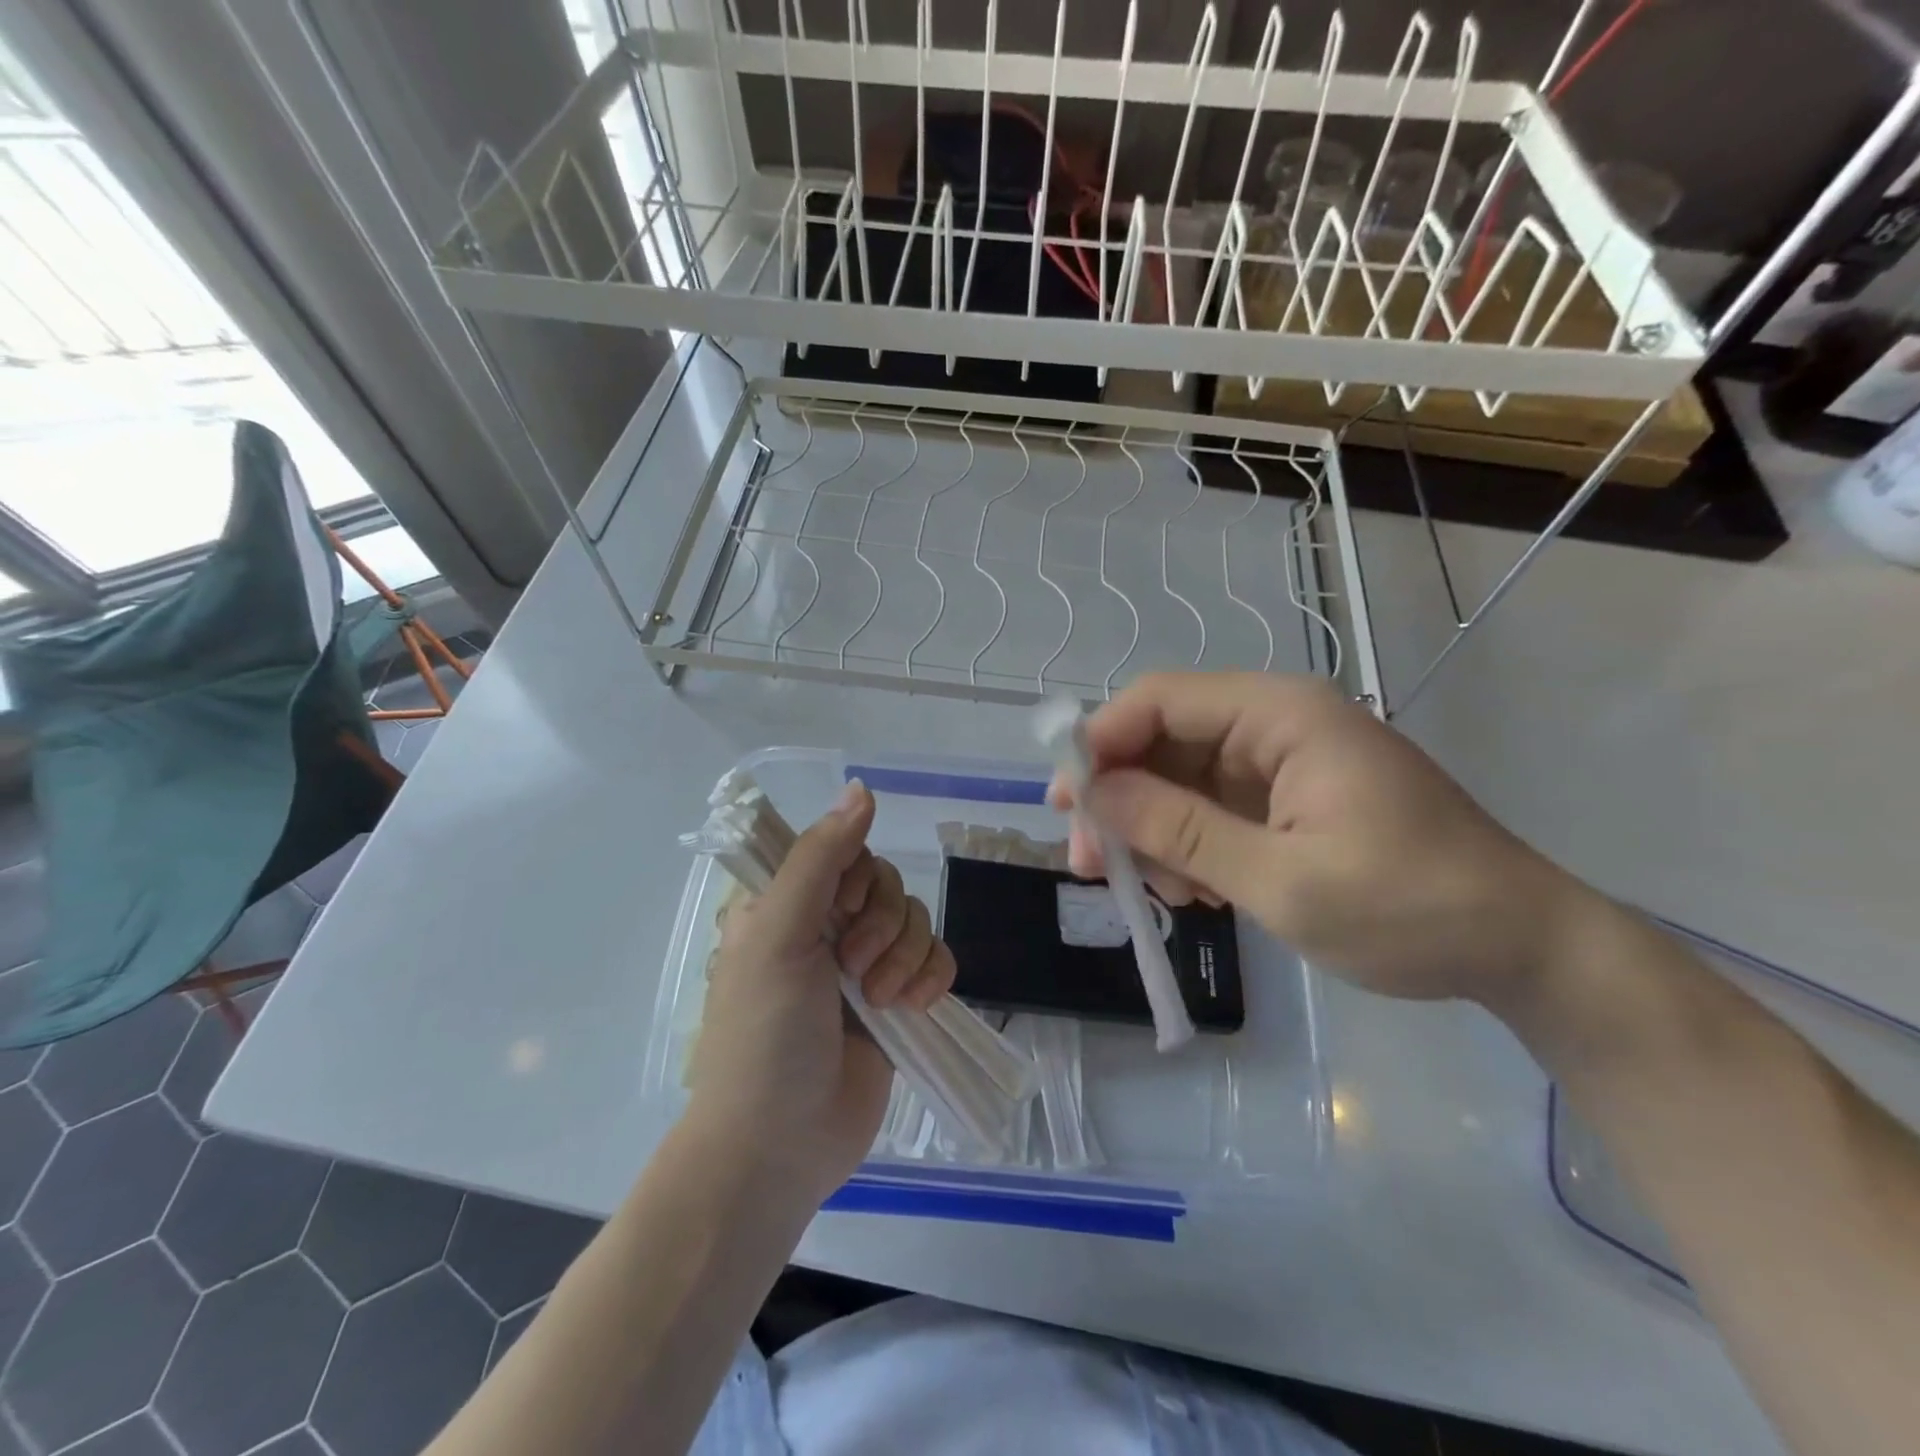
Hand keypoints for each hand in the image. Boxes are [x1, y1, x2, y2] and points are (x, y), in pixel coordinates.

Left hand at [686, 782, 954, 1201]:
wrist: (780, 1145)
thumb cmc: (764, 1033)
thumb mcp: (780, 933)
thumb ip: (821, 857)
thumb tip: (862, 787)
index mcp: (786, 904)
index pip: (842, 849)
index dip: (855, 874)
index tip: (840, 908)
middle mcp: (826, 927)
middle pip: (886, 883)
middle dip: (880, 923)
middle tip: (850, 968)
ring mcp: (865, 966)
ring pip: (915, 919)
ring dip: (904, 956)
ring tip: (876, 1000)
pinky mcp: (899, 1000)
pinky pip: (936, 959)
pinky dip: (930, 978)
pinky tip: (909, 1007)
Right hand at [1048, 673, 1588, 1006]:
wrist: (1521, 949)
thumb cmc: (1410, 909)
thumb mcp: (1284, 880)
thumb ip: (1182, 832)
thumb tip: (1094, 795)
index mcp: (1281, 716)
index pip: (1161, 699)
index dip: (1101, 742)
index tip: (1065, 804)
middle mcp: (1274, 724)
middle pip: (1162, 740)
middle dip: (1119, 799)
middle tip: (1089, 864)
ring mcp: (1280, 763)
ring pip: (1179, 779)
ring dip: (1152, 830)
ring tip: (1160, 893)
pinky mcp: (1286, 799)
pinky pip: (1209, 808)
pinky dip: (1188, 846)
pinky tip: (1197, 892)